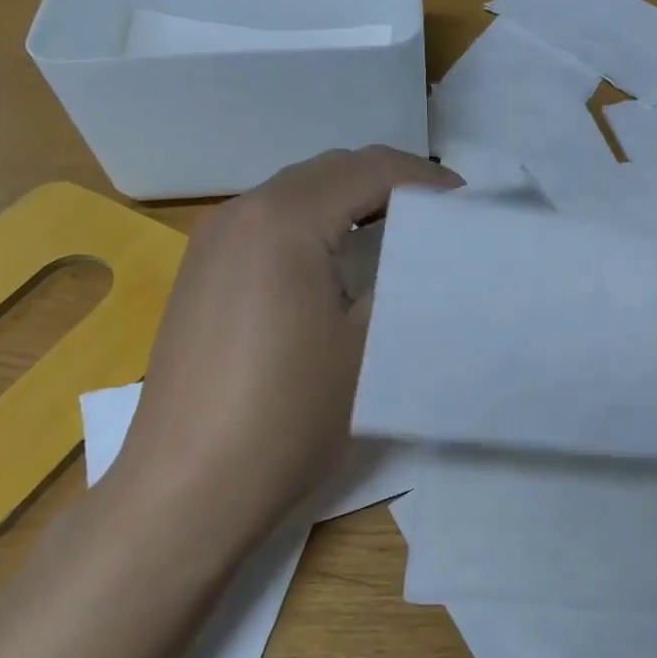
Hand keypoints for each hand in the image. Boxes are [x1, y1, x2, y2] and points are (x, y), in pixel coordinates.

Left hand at [105, 146, 458, 540]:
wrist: (188, 488)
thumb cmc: (288, 414)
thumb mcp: (367, 346)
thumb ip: (402, 281)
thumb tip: (430, 253)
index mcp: (283, 220)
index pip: (368, 169)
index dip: (426, 180)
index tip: (468, 205)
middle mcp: (239, 214)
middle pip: (329, 172)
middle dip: (389, 183)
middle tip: (440, 218)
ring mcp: (212, 244)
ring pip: (296, 195)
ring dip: (351, 203)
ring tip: (399, 236)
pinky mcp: (202, 275)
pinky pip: (269, 225)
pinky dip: (315, 227)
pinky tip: (338, 266)